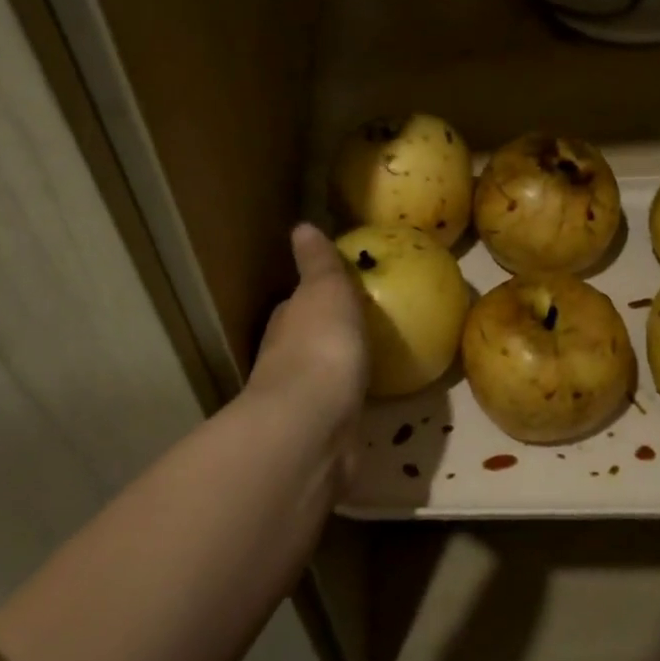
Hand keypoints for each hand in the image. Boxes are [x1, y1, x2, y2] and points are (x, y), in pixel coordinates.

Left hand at [248, 224, 369, 433]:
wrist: (313, 424)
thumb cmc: (320, 344)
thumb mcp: (325, 290)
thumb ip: (318, 263)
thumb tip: (301, 227)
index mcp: (286, 323)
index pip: (297, 304)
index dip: (314, 296)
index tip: (340, 290)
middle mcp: (287, 360)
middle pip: (308, 340)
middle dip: (328, 333)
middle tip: (363, 325)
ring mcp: (303, 400)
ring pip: (322, 377)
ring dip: (339, 370)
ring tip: (373, 363)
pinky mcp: (323, 433)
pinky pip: (341, 410)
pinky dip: (351, 403)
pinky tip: (372, 402)